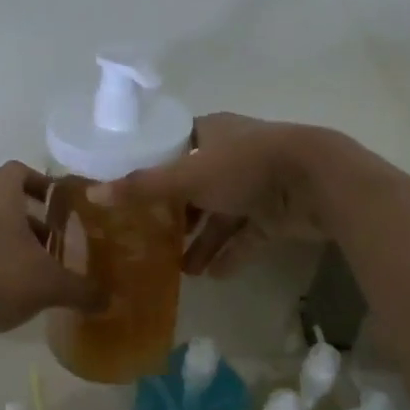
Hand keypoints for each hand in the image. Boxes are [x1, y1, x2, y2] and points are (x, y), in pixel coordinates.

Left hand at [0, 162, 104, 339]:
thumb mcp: (49, 285)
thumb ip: (82, 290)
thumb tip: (109, 300)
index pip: (19, 169)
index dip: (40, 182)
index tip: (57, 203)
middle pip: (1, 193)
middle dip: (27, 212)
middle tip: (49, 236)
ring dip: (6, 233)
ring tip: (29, 262)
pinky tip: (2, 282)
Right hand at [112, 113, 333, 276]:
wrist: (318, 181)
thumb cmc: (247, 166)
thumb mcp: (189, 175)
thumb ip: (143, 187)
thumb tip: (92, 193)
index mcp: (212, 133)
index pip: (175, 147)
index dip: (153, 167)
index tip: (130, 194)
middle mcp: (232, 155)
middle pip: (196, 184)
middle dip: (176, 214)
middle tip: (149, 239)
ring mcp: (256, 184)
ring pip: (221, 214)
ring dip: (202, 240)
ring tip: (179, 270)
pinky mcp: (277, 213)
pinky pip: (247, 235)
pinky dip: (231, 253)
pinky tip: (213, 276)